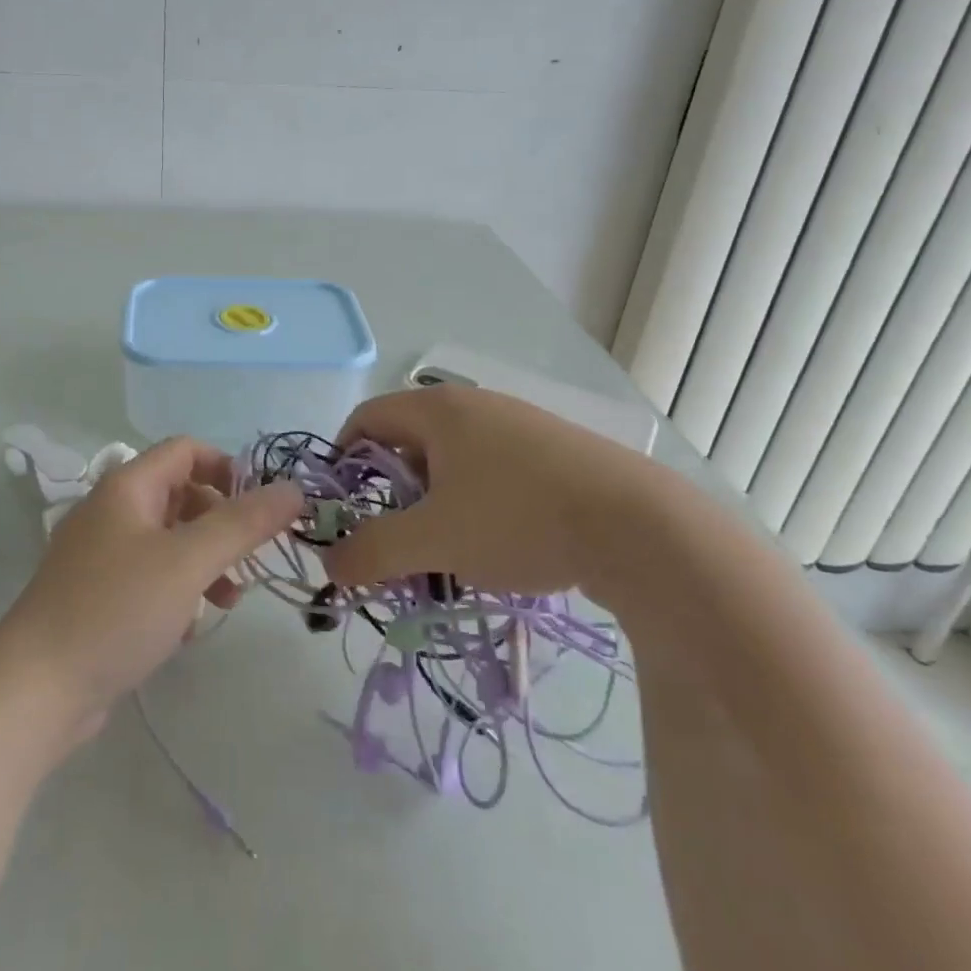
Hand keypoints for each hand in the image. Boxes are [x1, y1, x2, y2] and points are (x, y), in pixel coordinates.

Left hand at [0, 437, 302, 733]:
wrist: (35, 689)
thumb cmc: (116, 609)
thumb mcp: (188, 561)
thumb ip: (243, 523)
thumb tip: (292, 489)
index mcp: (128, 487)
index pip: (186, 450)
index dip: (227, 469)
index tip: (259, 508)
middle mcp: (112, 511)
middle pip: (180, 494)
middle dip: (221, 522)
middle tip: (248, 558)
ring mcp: (101, 556)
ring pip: (169, 540)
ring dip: (205, 561)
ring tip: (228, 600)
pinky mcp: (98, 596)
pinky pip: (150, 577)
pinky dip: (178, 591)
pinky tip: (187, 628)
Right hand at [320, 385, 686, 601]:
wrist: (641, 526)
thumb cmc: (517, 518)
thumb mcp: (433, 541)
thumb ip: (372, 552)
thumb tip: (329, 565)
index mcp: (437, 409)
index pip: (366, 418)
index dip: (342, 460)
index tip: (342, 508)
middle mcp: (474, 405)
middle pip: (408, 443)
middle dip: (392, 496)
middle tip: (396, 543)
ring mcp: (518, 425)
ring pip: (452, 463)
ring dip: (434, 508)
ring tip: (447, 555)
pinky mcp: (553, 452)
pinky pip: (492, 473)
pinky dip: (475, 507)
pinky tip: (497, 548)